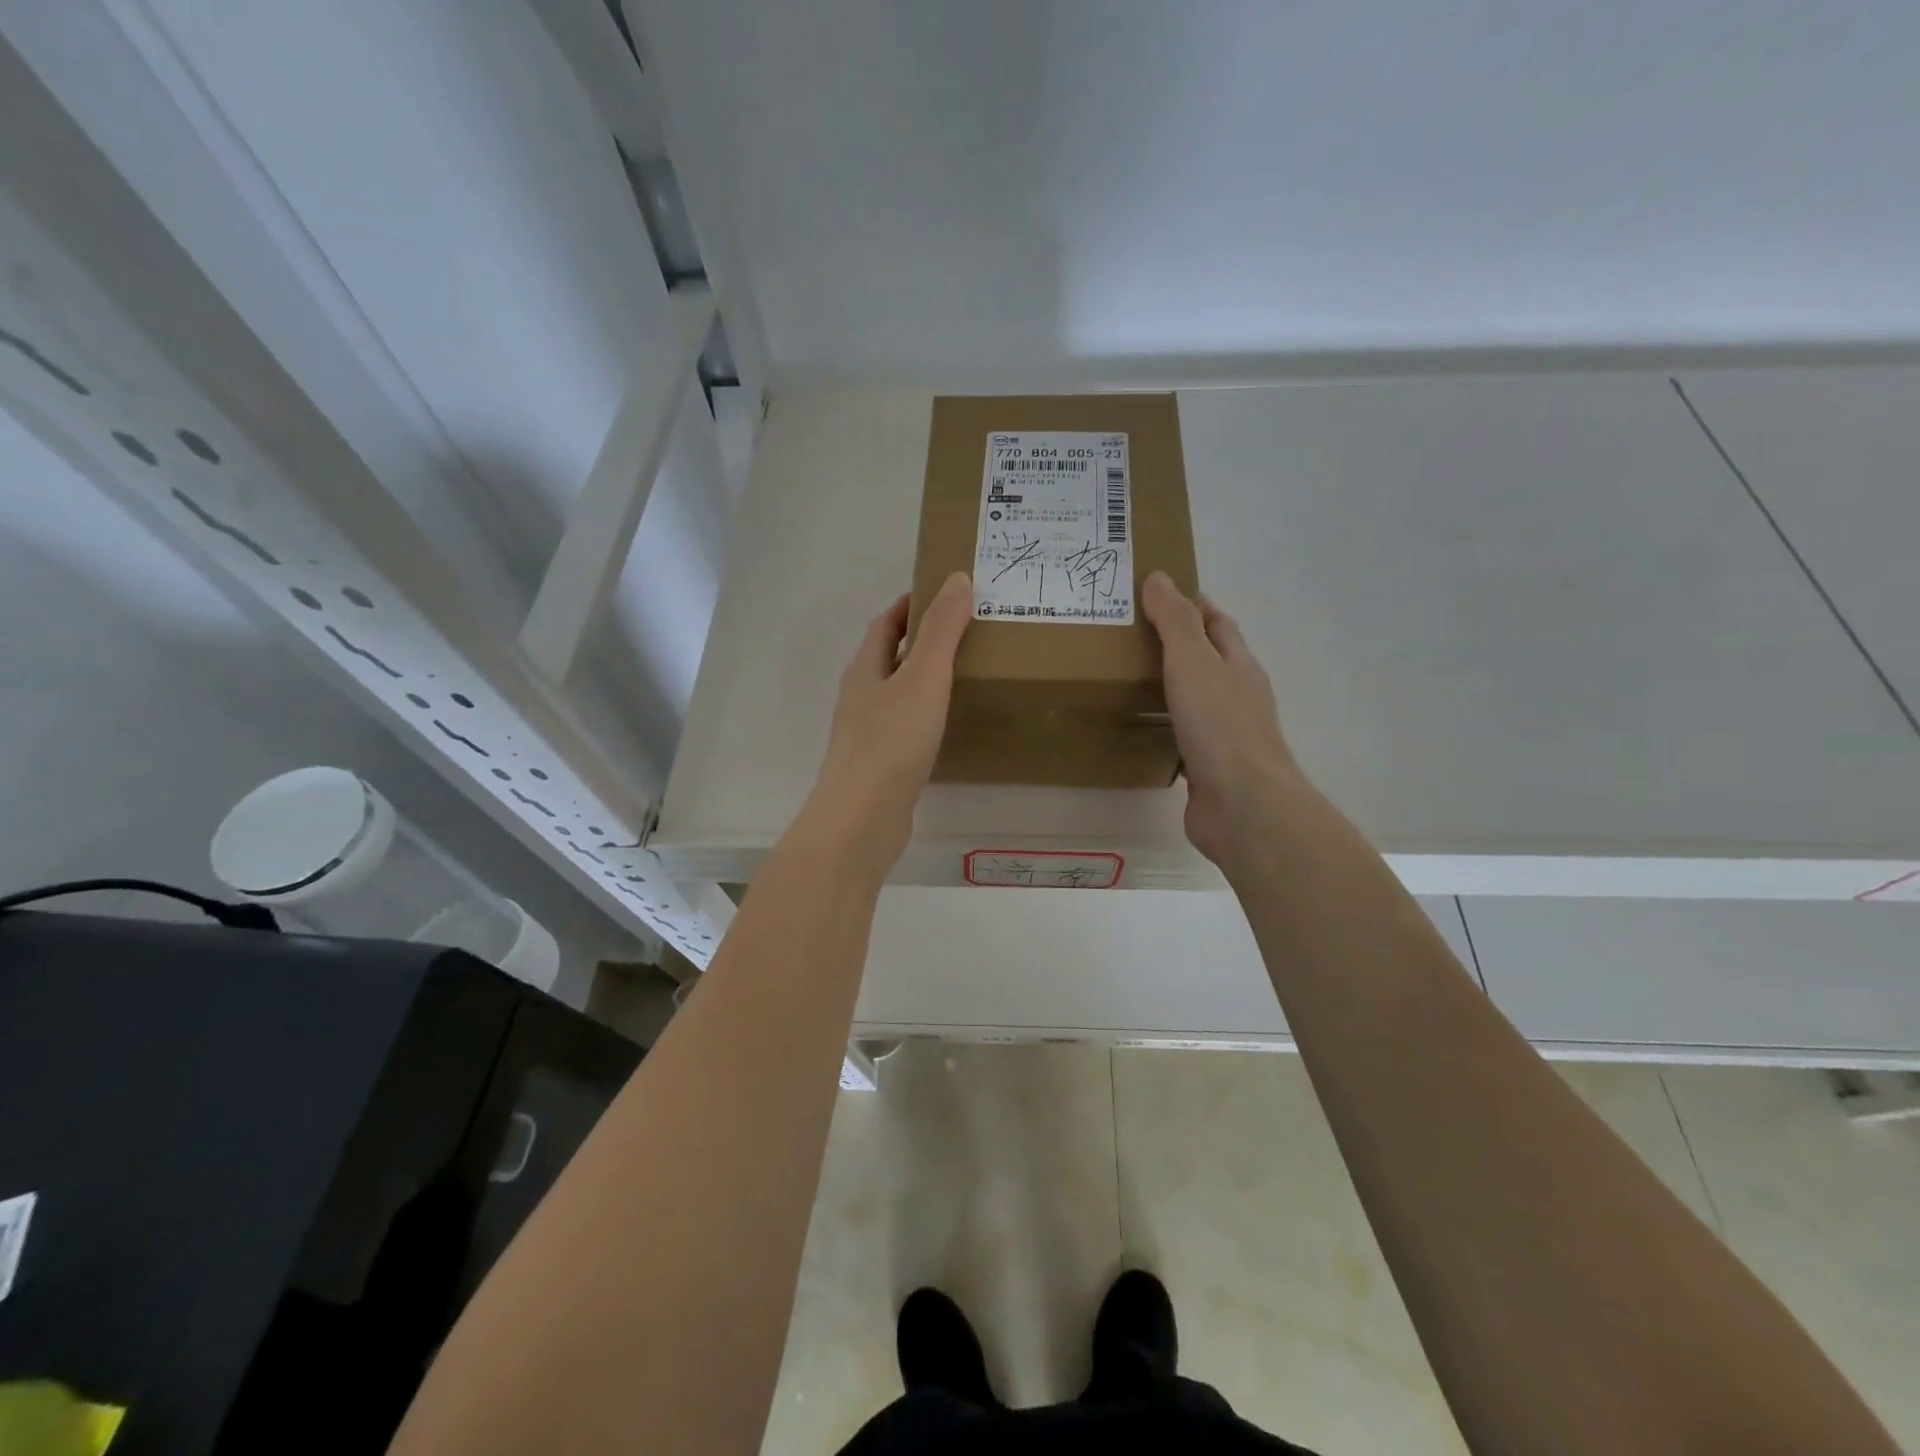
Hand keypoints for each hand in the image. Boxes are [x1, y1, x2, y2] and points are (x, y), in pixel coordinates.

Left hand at [799, 572, 972, 878]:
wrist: (862, 819)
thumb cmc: (891, 741)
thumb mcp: (923, 677)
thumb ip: (942, 630)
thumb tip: (957, 578)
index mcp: (865, 669)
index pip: (885, 624)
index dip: (910, 605)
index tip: (943, 594)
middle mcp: (860, 696)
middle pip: (889, 657)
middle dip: (920, 640)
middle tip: (966, 632)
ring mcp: (866, 732)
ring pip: (897, 693)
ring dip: (923, 679)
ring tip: (963, 673)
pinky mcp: (879, 764)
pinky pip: (904, 726)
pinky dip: (925, 715)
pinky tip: (947, 726)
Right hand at [1142, 571, 1302, 869]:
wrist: (1243, 805)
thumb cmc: (1220, 726)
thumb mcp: (1194, 662)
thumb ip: (1174, 622)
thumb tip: (1159, 577)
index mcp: (1238, 666)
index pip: (1217, 623)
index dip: (1192, 604)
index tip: (1157, 592)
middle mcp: (1236, 696)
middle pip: (1208, 660)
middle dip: (1176, 644)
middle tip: (1127, 634)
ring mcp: (1224, 734)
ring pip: (1194, 699)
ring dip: (1168, 686)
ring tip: (1125, 676)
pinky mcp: (1207, 767)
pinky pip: (1181, 735)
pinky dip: (1162, 725)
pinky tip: (1138, 727)